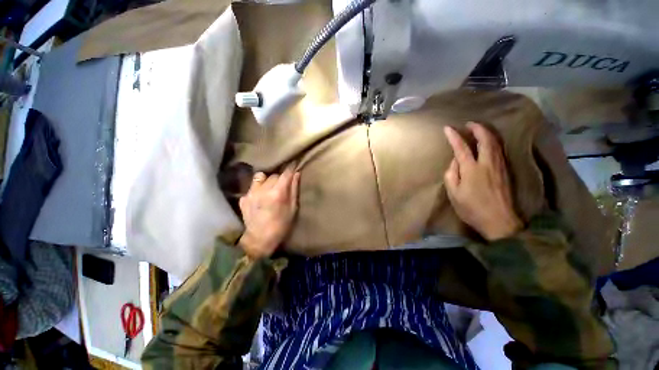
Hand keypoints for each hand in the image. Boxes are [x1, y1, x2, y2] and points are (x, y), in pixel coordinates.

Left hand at [238, 165, 300, 258]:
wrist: (259, 239)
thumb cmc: (281, 225)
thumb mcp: (293, 208)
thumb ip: (294, 189)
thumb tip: (296, 173)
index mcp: (277, 193)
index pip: (285, 173)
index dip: (291, 168)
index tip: (294, 164)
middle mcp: (262, 190)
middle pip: (273, 175)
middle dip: (279, 178)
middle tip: (282, 185)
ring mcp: (251, 193)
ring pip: (260, 177)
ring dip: (266, 180)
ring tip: (269, 188)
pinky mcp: (243, 198)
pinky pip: (252, 187)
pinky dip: (258, 189)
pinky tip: (260, 197)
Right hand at [443, 122, 522, 240]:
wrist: (499, 221)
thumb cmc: (471, 208)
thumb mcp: (454, 193)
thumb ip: (451, 174)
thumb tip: (455, 161)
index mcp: (471, 169)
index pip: (462, 148)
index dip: (454, 136)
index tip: (448, 128)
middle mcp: (487, 163)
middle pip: (485, 140)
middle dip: (477, 128)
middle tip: (469, 123)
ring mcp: (499, 166)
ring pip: (495, 143)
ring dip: (487, 133)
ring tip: (479, 128)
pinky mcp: (505, 171)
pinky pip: (499, 150)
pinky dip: (493, 142)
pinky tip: (489, 142)